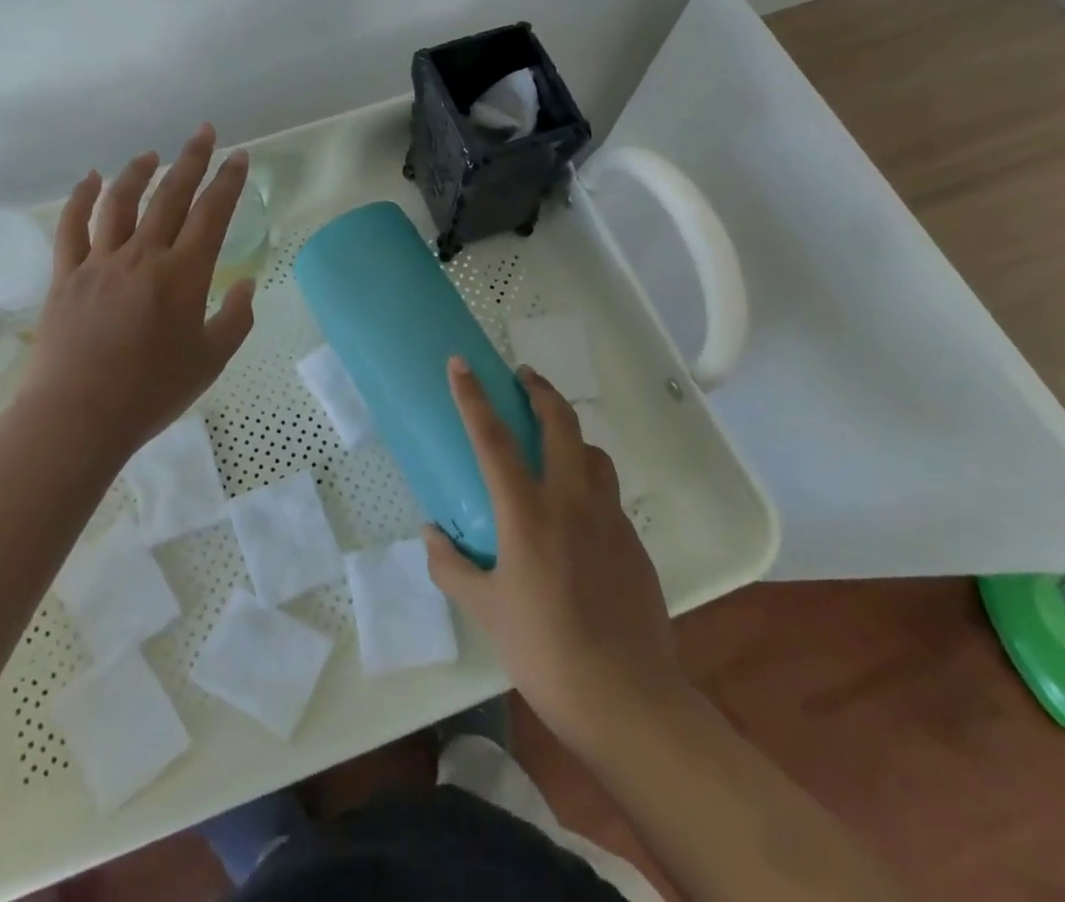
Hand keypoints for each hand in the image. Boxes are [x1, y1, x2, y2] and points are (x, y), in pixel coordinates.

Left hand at [18, 124, 254, 457]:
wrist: (78, 417)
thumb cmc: (152, 392)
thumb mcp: (211, 361)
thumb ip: (236, 319)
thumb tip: (246, 284)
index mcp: (184, 274)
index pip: (212, 213)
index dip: (228, 181)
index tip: (238, 156)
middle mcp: (144, 256)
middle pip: (170, 195)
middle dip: (191, 159)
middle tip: (203, 132)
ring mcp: (100, 262)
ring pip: (120, 202)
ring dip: (138, 172)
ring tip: (152, 155)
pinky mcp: (66, 275)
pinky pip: (72, 227)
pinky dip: (81, 198)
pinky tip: (90, 178)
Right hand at [424, 358, 687, 751]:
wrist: (629, 701)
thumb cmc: (545, 651)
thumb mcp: (486, 610)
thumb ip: (452, 567)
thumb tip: (431, 534)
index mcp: (528, 513)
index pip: (493, 438)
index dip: (473, 396)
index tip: (461, 363)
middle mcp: (571, 501)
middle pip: (560, 423)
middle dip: (541, 391)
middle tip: (523, 378)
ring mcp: (609, 519)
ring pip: (593, 453)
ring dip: (571, 435)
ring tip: (554, 444)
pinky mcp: (634, 542)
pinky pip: (608, 494)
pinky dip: (589, 482)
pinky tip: (577, 514)